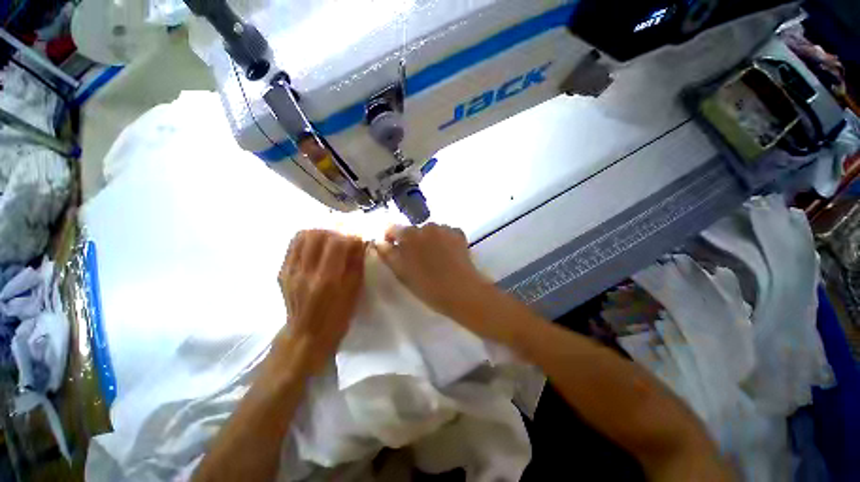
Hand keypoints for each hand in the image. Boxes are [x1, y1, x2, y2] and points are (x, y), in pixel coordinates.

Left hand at [278, 230, 365, 373]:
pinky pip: (293, 244)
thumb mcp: (354, 291)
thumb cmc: (337, 316)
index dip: (350, 235)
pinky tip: (317, 244)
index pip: (336, 242)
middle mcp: (304, 272)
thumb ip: (357, 263)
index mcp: (326, 280)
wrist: (307, 335)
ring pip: (302, 235)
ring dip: (320, 231)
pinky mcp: (282, 271)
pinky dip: (308, 238)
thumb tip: (360, 240)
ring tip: (331, 237)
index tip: (359, 236)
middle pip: (316, 234)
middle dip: (335, 229)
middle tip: (345, 234)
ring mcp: (290, 271)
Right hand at [376, 223, 489, 316]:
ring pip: (431, 231)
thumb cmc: (428, 286)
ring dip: (429, 240)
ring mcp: (444, 228)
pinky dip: (444, 240)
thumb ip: (388, 255)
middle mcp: (426, 226)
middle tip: (418, 260)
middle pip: (413, 230)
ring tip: (435, 258)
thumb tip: (379, 242)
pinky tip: (448, 254)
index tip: (393, 249)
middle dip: (412, 241)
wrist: (461, 291)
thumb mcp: (402, 273)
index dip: (390, 238)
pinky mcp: (458, 234)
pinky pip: (446, 233)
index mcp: (409, 235)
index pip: (391, 228)